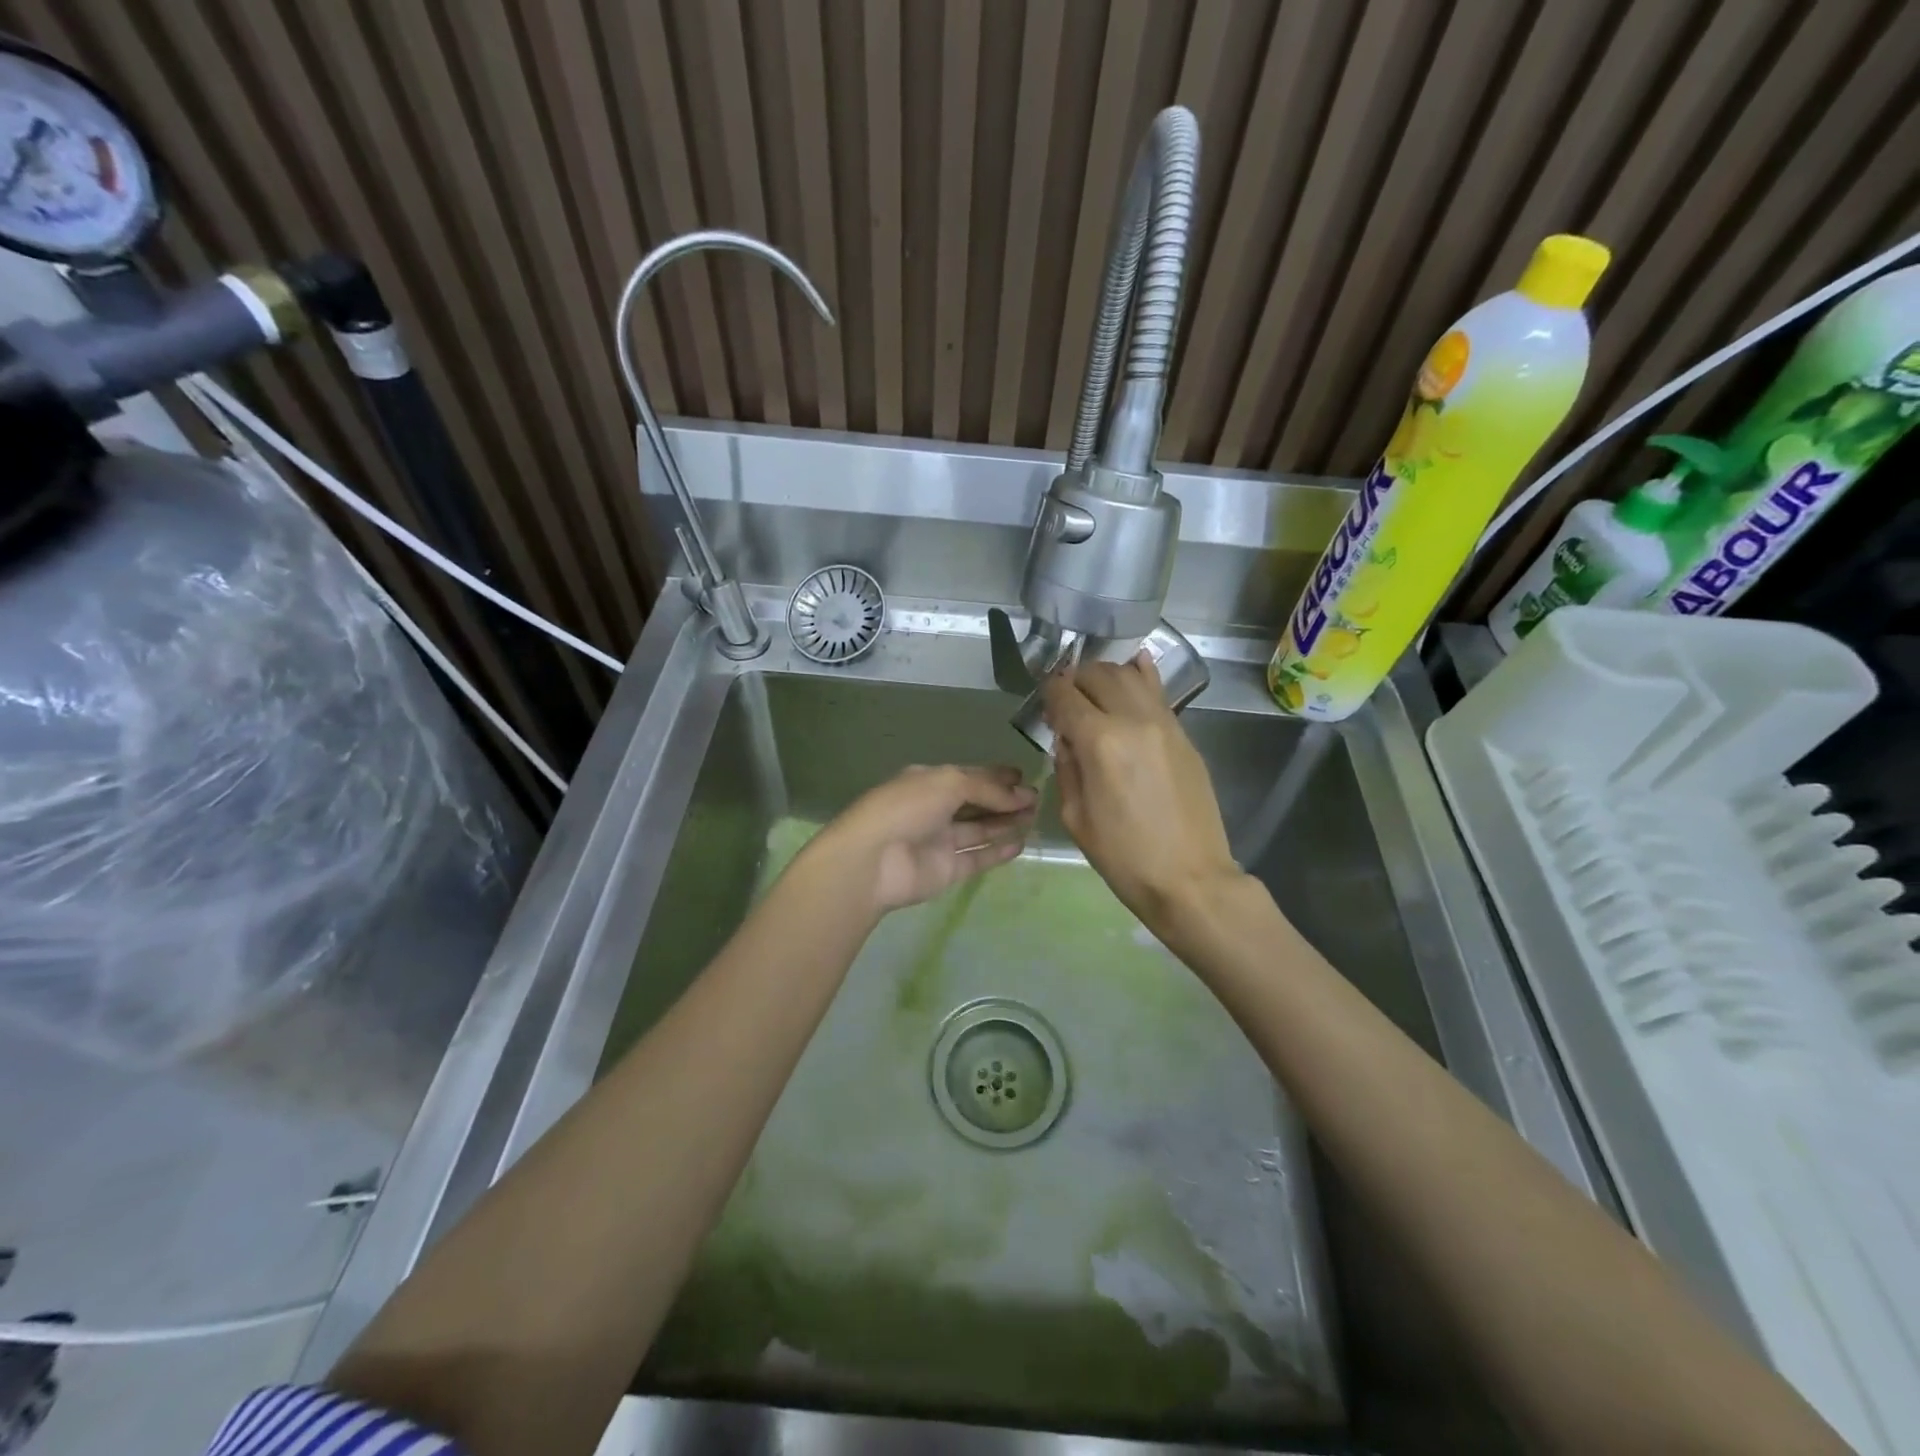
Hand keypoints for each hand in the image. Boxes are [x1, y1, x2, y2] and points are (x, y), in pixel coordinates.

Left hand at [804, 764, 1036, 914]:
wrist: (873, 860)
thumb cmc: (907, 808)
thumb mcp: (949, 783)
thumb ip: (988, 788)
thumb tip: (1022, 795)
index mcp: (928, 781)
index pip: (968, 775)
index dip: (995, 775)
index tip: (1023, 776)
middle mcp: (934, 809)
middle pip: (976, 802)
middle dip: (1005, 799)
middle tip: (1036, 798)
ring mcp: (940, 841)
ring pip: (979, 829)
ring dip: (1006, 821)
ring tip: (1035, 816)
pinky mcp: (946, 870)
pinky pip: (977, 858)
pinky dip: (998, 851)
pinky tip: (1021, 842)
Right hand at [1041, 652, 1245, 931]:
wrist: (1190, 878)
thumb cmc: (1124, 857)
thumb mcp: (1075, 817)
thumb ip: (1067, 767)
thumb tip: (1068, 738)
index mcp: (1099, 742)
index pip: (1065, 694)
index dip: (1049, 693)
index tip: (1045, 702)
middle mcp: (1133, 720)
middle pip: (1098, 675)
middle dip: (1076, 680)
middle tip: (1068, 699)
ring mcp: (1165, 723)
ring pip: (1131, 675)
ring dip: (1107, 675)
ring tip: (1096, 690)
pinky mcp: (1184, 735)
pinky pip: (1159, 692)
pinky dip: (1141, 677)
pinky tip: (1134, 670)